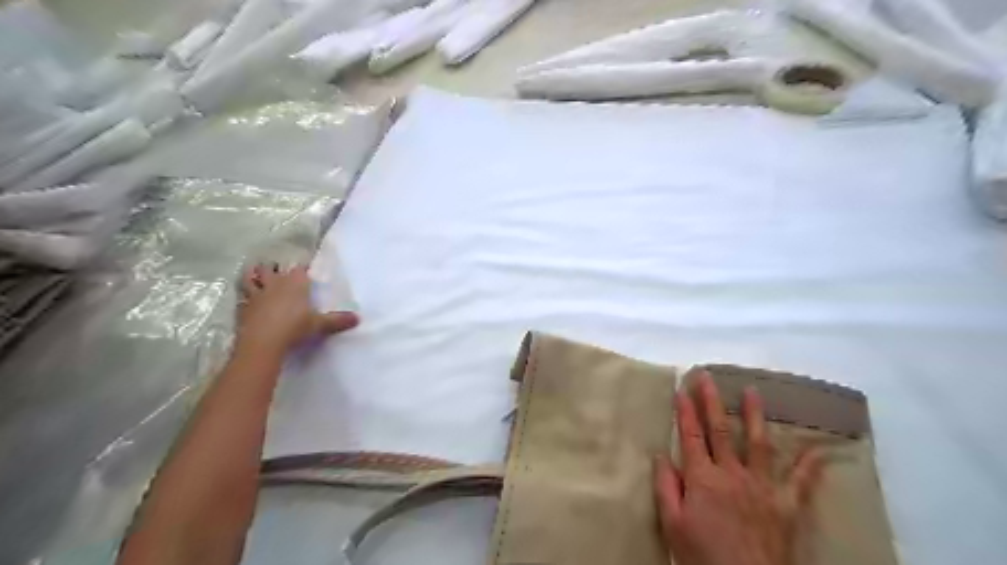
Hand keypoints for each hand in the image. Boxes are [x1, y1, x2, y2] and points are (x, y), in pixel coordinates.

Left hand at [238, 262, 359, 351]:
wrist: (263, 343)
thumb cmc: (295, 328)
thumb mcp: (320, 325)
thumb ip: (338, 320)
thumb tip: (358, 318)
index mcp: (294, 284)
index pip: (298, 269)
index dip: (301, 269)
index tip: (304, 270)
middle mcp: (274, 284)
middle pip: (270, 268)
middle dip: (273, 268)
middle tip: (277, 270)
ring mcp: (256, 295)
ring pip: (250, 278)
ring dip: (253, 275)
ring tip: (255, 275)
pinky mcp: (242, 308)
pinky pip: (242, 298)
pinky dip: (243, 297)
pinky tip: (246, 300)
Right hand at [653, 374, 826, 564]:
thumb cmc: (703, 557)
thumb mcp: (673, 525)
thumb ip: (666, 488)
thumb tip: (660, 455)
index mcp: (703, 478)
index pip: (691, 436)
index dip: (684, 411)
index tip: (680, 389)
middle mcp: (732, 473)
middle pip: (721, 430)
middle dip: (711, 401)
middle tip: (707, 377)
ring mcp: (762, 486)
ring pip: (758, 443)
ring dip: (754, 415)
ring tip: (753, 391)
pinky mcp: (787, 505)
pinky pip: (802, 482)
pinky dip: (811, 465)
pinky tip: (820, 449)